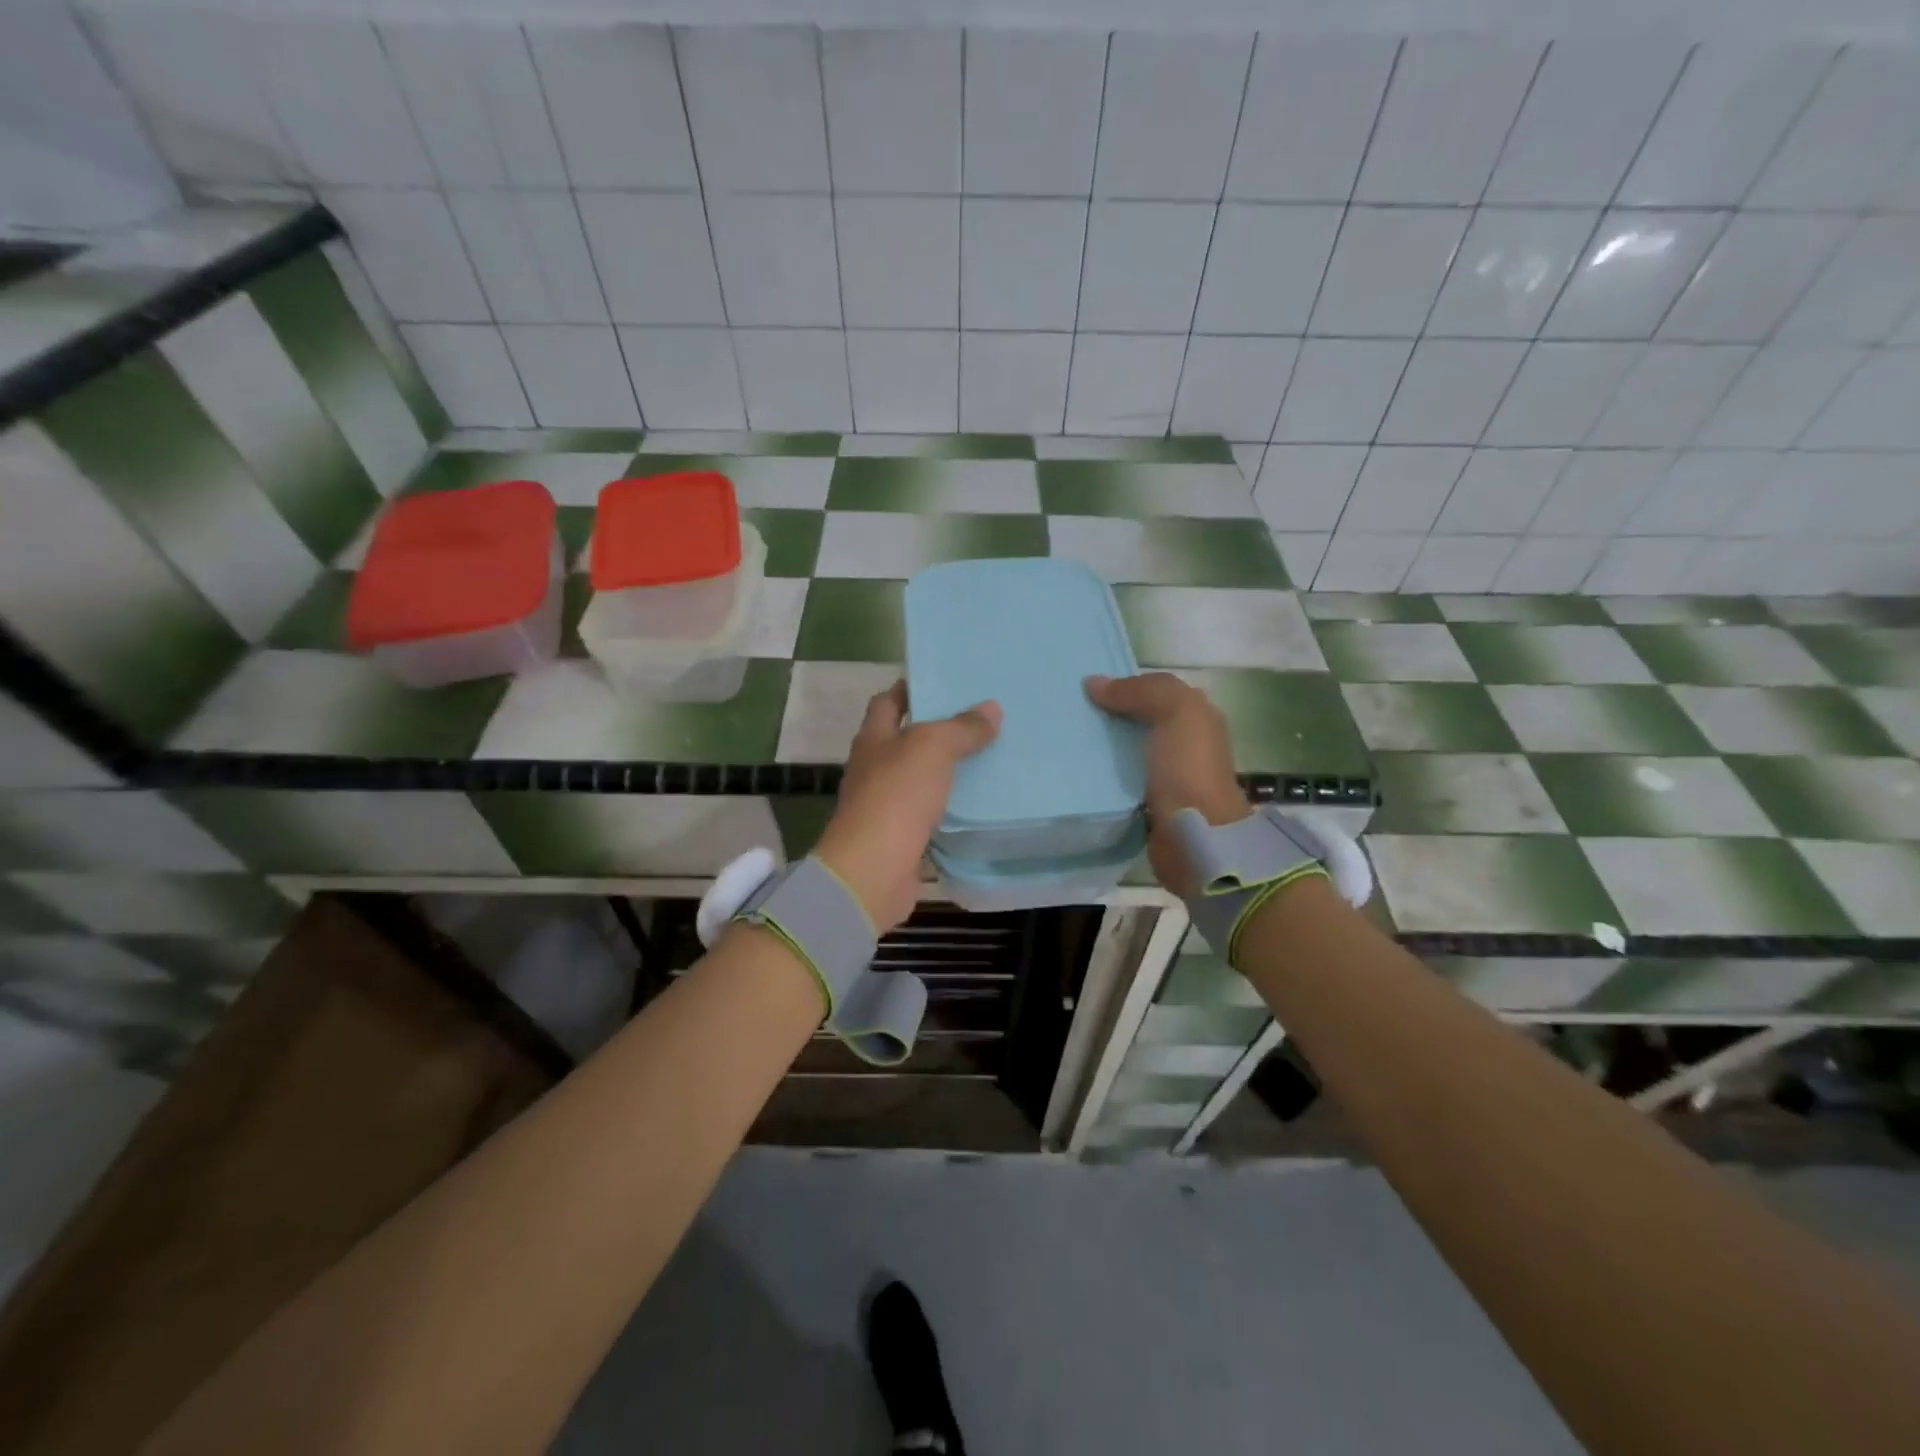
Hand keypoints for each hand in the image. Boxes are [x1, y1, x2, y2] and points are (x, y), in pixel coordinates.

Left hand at [814, 682, 1001, 933]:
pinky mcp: (901, 836)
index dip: (910, 688)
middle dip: (938, 729)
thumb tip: (992, 708)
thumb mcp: (932, 748)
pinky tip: (980, 801)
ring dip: (948, 769)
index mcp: (873, 739)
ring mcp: (886, 804)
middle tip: (981, 718)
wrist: (874, 870)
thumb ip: (962, 728)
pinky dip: (951, 806)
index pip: (887, 702)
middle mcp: (875, 768)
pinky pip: (931, 813)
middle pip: (906, 739)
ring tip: (990, 756)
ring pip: (921, 777)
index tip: (945, 681)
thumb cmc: (896, 796)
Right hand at [1085, 672, 1248, 896]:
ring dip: (1101, 746)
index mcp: (1196, 716)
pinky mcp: (1147, 801)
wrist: (1195, 835)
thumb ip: (1139, 690)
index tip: (1084, 688)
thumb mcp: (1174, 711)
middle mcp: (1184, 742)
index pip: (1153, 690)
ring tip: (1065, 741)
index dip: (1123, 685)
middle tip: (1067, 713)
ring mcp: (1166, 774)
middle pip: (1138, 719)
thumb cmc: (1188, 767)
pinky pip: (1119, 779)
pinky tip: (1077, 771)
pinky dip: (1101, 774)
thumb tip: (1093, 684)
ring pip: (1126, 749)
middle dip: (1108, 715)